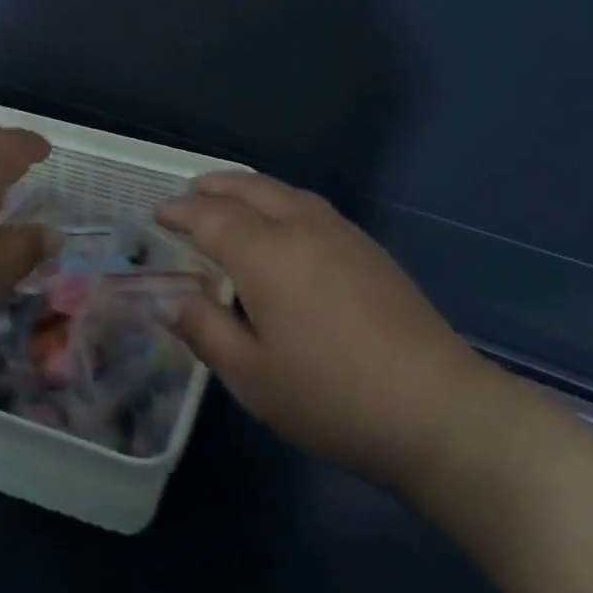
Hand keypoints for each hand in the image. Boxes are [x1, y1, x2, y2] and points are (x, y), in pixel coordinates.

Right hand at [157, 173, 485, 486]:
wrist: (434, 406)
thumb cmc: (329, 396)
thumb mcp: (251, 375)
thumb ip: (206, 330)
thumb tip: (173, 300)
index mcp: (266, 253)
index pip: (211, 217)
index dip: (181, 213)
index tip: (159, 214)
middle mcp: (303, 227)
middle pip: (251, 189)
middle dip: (215, 187)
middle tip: (190, 194)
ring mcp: (343, 233)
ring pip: (286, 192)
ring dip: (251, 189)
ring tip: (231, 202)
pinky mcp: (370, 249)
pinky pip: (312, 207)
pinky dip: (282, 202)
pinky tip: (284, 228)